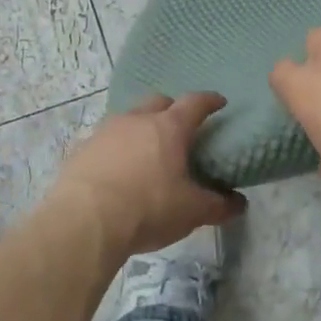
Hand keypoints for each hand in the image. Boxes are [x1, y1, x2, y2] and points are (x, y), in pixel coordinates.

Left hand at [47, 93, 244, 258]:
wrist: (85, 220)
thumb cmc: (148, 208)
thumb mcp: (191, 211)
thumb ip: (218, 205)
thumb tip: (239, 203)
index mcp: (168, 128)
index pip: (194, 104)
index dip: (209, 101)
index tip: (218, 103)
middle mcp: (135, 120)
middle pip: (158, 103)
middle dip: (171, 110)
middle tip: (180, 128)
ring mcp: (105, 131)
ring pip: (128, 119)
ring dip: (141, 129)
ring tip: (148, 151)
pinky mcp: (82, 148)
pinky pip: (105, 140)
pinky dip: (117, 148)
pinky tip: (118, 169)